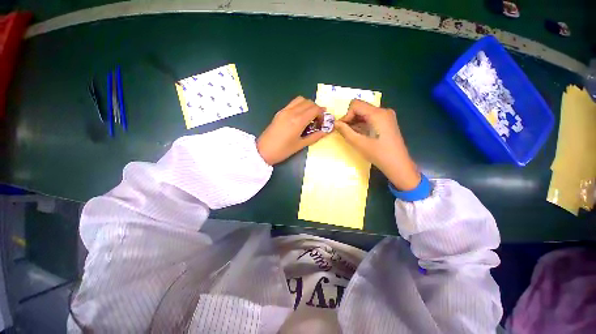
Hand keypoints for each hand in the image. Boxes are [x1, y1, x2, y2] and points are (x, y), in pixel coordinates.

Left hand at [257, 97, 327, 164]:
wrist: (263, 150)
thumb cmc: (283, 150)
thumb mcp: (300, 145)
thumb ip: (315, 137)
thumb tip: (326, 131)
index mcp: (298, 121)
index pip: (315, 109)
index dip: (322, 113)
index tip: (323, 120)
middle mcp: (292, 112)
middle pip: (308, 102)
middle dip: (316, 108)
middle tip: (317, 119)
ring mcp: (284, 110)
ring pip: (300, 100)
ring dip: (308, 105)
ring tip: (309, 116)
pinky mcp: (279, 112)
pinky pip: (292, 103)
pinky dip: (300, 106)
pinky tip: (300, 116)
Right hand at [335, 99, 420, 190]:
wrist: (398, 165)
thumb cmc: (379, 154)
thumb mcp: (359, 143)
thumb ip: (345, 131)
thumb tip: (335, 123)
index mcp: (378, 114)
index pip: (356, 105)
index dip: (346, 115)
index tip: (342, 128)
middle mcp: (383, 111)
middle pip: (361, 107)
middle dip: (350, 118)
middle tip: (344, 132)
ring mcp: (386, 116)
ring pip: (365, 113)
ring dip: (355, 122)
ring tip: (351, 134)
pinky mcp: (387, 122)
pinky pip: (370, 118)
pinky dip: (362, 124)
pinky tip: (359, 134)